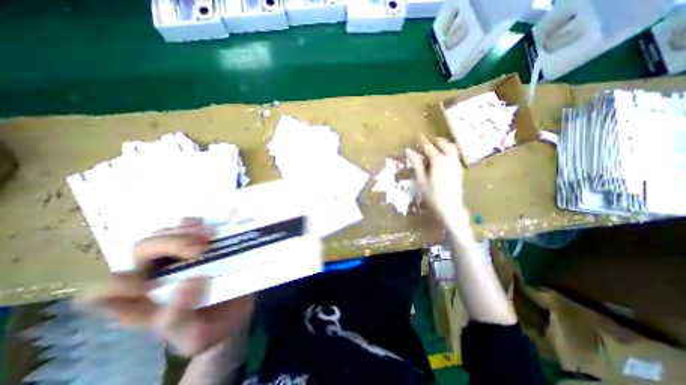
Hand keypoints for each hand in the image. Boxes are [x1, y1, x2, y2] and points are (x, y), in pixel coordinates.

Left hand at [81, 218, 253, 356]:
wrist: (233, 315)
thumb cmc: (210, 329)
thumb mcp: (195, 336)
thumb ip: (180, 318)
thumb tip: (191, 281)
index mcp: (140, 305)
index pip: (101, 292)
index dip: (118, 284)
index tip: (155, 284)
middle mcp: (152, 276)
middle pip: (139, 250)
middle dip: (169, 245)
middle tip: (200, 249)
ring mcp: (175, 259)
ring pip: (161, 234)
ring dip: (183, 232)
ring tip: (210, 235)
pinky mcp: (196, 247)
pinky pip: (184, 227)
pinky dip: (191, 224)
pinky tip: (206, 225)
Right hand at [406, 136, 472, 231]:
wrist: (450, 208)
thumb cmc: (432, 195)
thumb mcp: (421, 180)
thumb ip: (416, 164)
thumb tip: (409, 151)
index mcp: (439, 162)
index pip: (430, 147)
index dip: (423, 142)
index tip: (418, 136)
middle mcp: (450, 160)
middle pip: (444, 144)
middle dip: (436, 141)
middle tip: (427, 141)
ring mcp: (456, 164)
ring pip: (452, 148)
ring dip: (444, 144)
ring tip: (436, 146)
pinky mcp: (460, 170)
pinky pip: (455, 155)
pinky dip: (449, 151)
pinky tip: (443, 157)